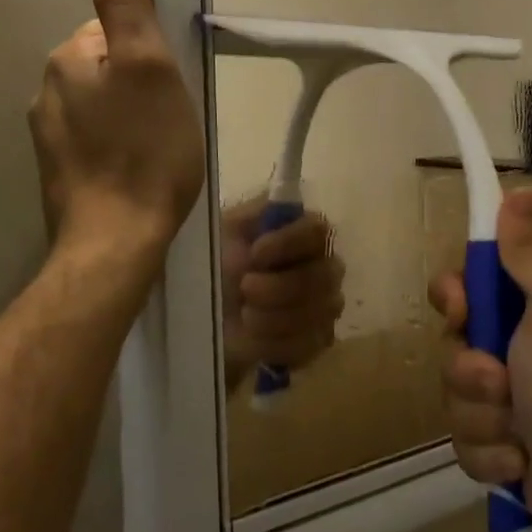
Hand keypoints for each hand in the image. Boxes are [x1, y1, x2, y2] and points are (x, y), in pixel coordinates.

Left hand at [29, 0, 204, 254]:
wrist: (117, 240)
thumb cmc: (144, 151)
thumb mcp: (150, 67)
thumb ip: (127, 6)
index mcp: (67, 59)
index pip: (112, 30)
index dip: (150, 51)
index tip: (173, 82)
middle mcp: (47, 91)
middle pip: (106, 68)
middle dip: (139, 84)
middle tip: (172, 117)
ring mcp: (48, 137)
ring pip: (101, 107)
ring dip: (130, 117)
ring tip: (160, 148)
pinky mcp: (60, 173)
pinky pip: (96, 141)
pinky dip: (118, 147)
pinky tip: (139, 170)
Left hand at [220, 199, 344, 389]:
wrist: (206, 319)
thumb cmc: (217, 266)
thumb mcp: (225, 231)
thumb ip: (252, 212)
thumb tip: (264, 188)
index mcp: (302, 233)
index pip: (317, 229)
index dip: (288, 243)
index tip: (254, 253)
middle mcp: (323, 264)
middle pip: (324, 275)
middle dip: (279, 287)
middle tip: (245, 290)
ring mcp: (325, 304)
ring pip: (319, 311)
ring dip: (274, 317)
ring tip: (244, 316)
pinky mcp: (317, 340)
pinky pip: (311, 343)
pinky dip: (277, 343)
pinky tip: (255, 338)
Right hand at [428, 189, 531, 531]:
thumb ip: (530, 253)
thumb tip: (523, 191)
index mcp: (529, 309)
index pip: (466, 285)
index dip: (455, 297)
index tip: (463, 310)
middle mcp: (514, 349)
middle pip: (452, 344)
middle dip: (471, 371)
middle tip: (502, 381)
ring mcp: (504, 401)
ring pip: (453, 397)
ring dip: (483, 417)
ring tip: (519, 432)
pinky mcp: (497, 446)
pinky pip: (463, 442)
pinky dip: (490, 454)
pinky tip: (520, 461)